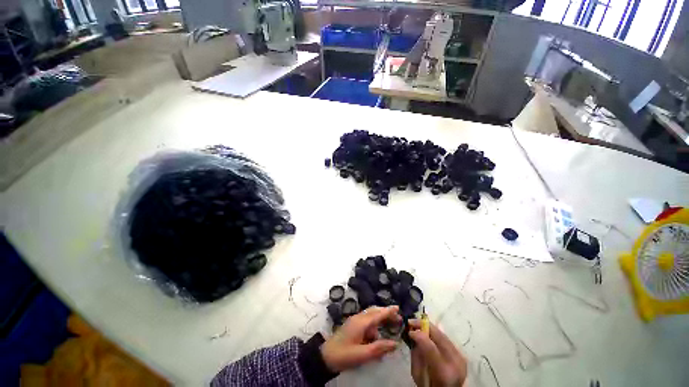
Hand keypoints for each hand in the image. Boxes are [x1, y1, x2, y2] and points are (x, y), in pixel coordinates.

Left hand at [321, 306, 400, 371]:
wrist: (325, 357)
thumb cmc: (344, 355)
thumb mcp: (363, 354)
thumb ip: (379, 348)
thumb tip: (395, 343)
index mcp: (361, 322)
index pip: (377, 314)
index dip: (388, 311)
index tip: (398, 308)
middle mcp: (358, 318)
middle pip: (374, 312)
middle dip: (386, 314)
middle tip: (398, 319)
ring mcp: (355, 321)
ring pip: (371, 318)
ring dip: (380, 323)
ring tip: (389, 332)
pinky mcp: (353, 326)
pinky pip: (366, 324)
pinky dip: (373, 329)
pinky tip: (377, 339)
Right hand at [408, 320, 466, 386]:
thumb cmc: (430, 386)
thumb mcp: (418, 375)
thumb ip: (416, 356)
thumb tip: (414, 337)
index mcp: (443, 372)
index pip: (430, 346)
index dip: (418, 335)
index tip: (409, 330)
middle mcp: (455, 362)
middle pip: (438, 336)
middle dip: (423, 325)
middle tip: (411, 321)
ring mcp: (460, 357)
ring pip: (442, 334)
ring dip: (429, 327)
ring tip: (417, 325)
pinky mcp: (461, 354)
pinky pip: (446, 338)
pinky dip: (435, 333)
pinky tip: (428, 331)